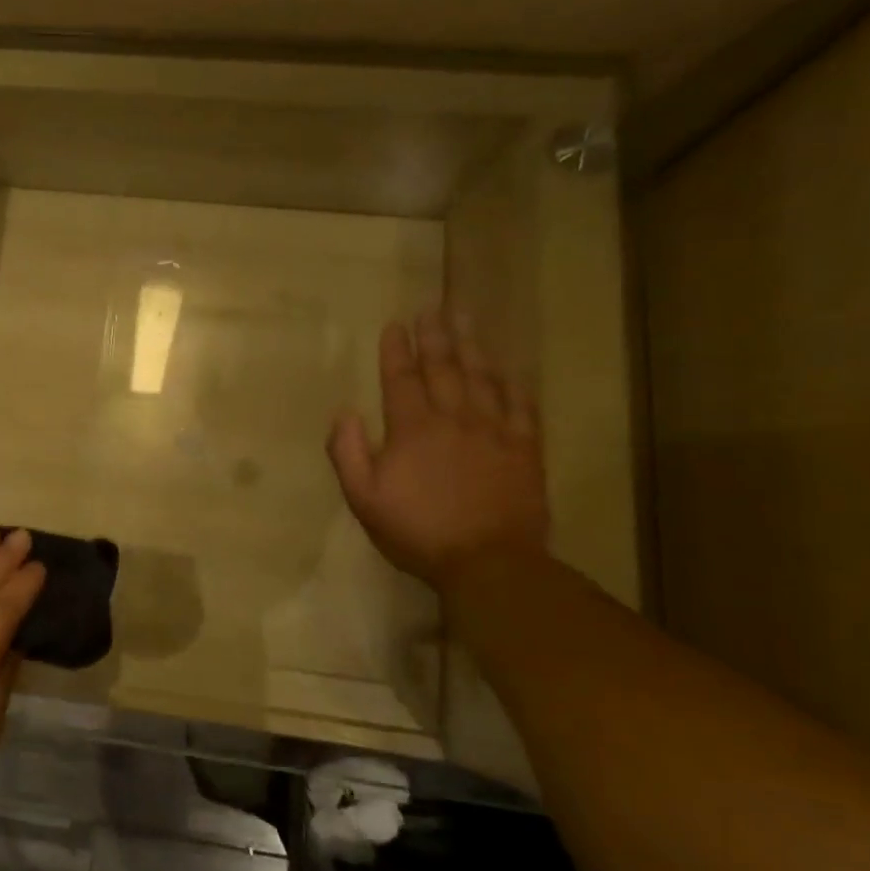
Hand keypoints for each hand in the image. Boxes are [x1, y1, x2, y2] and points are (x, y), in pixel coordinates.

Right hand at [327, 313, 548, 591]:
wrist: (488, 562)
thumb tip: (344, 413)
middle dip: (435, 337)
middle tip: (432, 308)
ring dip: (472, 347)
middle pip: (444, 369)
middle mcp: (454, 419)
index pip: (401, 379)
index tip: (395, 325)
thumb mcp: (363, 498)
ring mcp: (494, 431)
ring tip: (466, 320)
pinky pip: (522, 407)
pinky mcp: (525, 449)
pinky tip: (510, 370)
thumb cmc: (417, 531)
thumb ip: (348, 452)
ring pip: (483, 379)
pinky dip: (514, 384)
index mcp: (412, 429)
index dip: (397, 350)